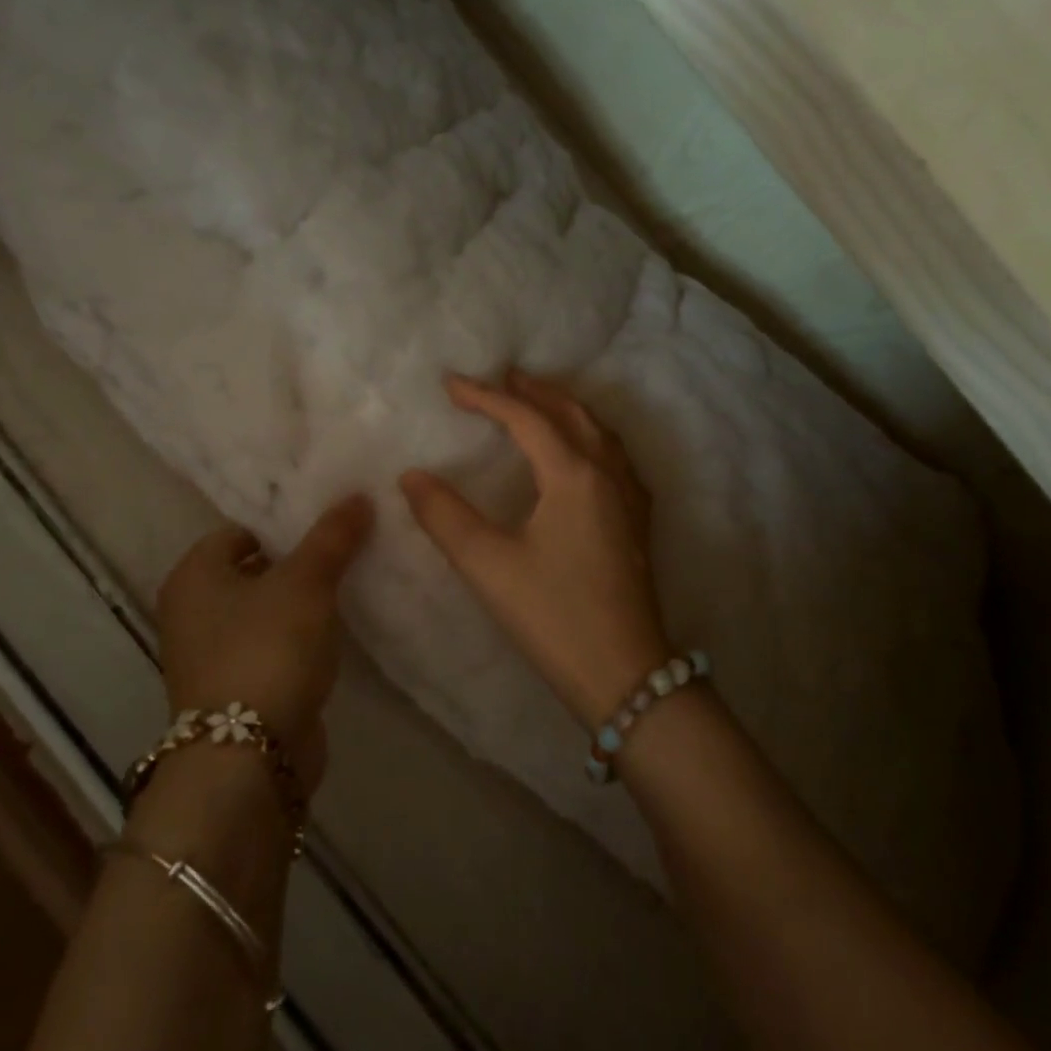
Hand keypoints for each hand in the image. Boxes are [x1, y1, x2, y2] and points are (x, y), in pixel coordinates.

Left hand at [154, 495, 373, 791]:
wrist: (251, 756)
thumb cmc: (268, 649)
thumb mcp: (307, 581)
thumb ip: (333, 536)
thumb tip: (358, 494)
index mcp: (193, 576)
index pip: (240, 531)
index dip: (284, 524)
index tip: (330, 523)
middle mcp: (192, 612)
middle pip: (254, 569)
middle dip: (299, 561)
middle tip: (348, 548)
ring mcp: (212, 655)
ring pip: (267, 610)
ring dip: (303, 601)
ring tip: (352, 582)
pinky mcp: (238, 689)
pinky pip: (274, 645)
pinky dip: (301, 637)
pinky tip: (339, 630)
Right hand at [400, 371, 670, 724]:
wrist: (625, 673)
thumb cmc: (553, 616)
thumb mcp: (488, 566)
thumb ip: (445, 516)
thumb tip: (412, 476)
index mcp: (574, 475)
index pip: (526, 419)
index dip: (486, 396)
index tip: (450, 383)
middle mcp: (609, 474)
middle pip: (572, 414)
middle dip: (535, 391)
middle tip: (503, 377)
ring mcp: (631, 497)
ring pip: (599, 432)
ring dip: (567, 409)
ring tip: (539, 401)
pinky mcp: (638, 522)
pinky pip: (615, 456)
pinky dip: (591, 436)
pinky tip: (583, 453)